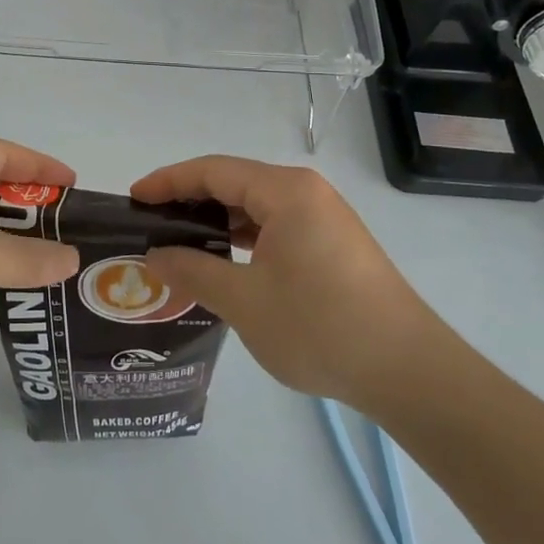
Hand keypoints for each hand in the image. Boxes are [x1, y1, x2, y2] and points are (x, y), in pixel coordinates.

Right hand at [133, 157, 439, 411]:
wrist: (410, 372)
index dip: (168, 181)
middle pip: (234, 182)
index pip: (212, 171)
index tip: (133, 199)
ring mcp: (324, 217)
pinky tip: (224, 262)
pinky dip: (244, 237)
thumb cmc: (320, 327)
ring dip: (217, 221)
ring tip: (179, 245)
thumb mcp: (244, 301)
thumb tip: (155, 254)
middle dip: (189, 200)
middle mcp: (305, 192)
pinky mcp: (334, 244)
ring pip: (255, 206)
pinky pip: (276, 226)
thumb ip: (193, 270)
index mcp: (284, 191)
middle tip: (150, 226)